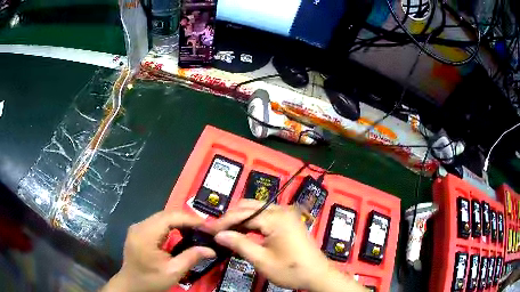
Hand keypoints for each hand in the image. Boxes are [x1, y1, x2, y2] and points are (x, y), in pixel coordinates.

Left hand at [101, 211, 215, 291]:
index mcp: (145, 235)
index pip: (169, 217)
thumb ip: (191, 258)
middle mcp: (139, 226)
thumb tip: (211, 249)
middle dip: (186, 219)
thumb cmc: (151, 280)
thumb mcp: (173, 272)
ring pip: (162, 217)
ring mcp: (137, 227)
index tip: (207, 225)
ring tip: (195, 229)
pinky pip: (157, 222)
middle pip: (165, 214)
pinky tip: (180, 232)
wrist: (131, 285)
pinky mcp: (138, 231)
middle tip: (204, 227)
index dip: (189, 218)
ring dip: (179, 221)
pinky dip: (171, 225)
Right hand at [206, 200, 364, 291]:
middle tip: (215, 230)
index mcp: (276, 218)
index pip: (242, 214)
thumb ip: (239, 244)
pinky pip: (265, 215)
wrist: (318, 274)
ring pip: (256, 209)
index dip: (222, 222)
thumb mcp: (262, 260)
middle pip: (248, 206)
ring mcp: (287, 213)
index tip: (206, 229)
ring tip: (225, 231)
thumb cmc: (291, 270)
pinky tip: (243, 231)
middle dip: (230, 217)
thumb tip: (218, 235)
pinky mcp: (289, 220)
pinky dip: (252, 222)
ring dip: (240, 219)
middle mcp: (281, 209)